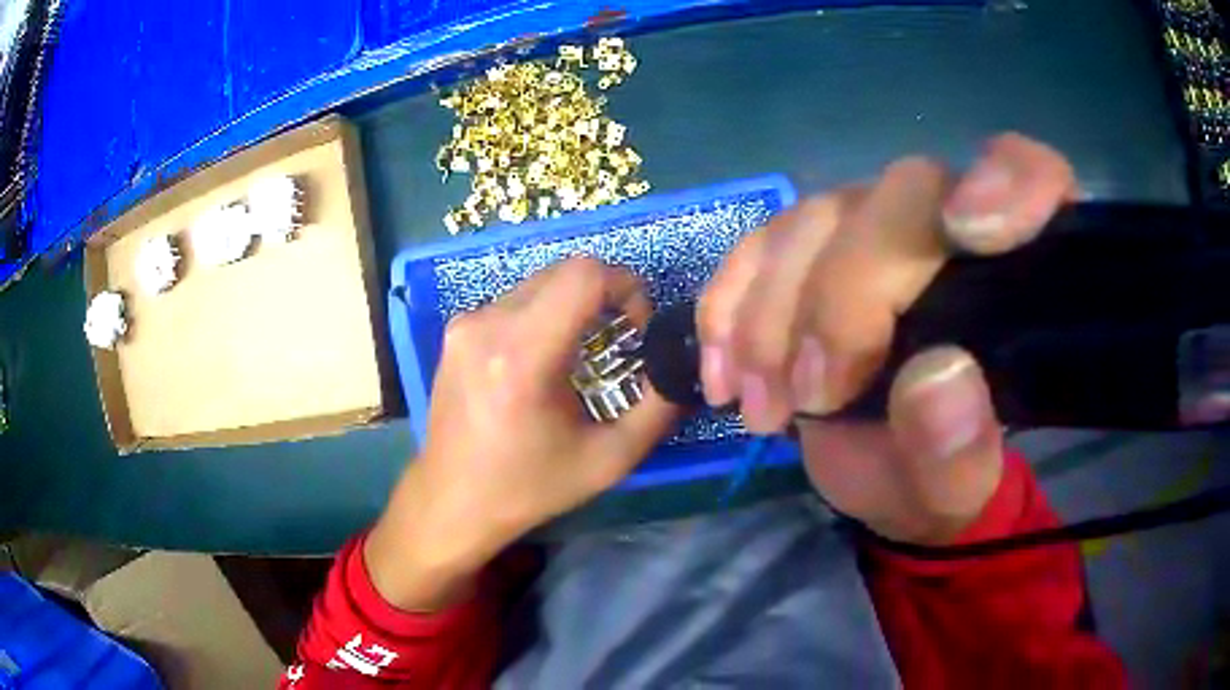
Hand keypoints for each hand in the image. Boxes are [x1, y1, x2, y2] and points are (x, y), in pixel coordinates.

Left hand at [367, 257, 677, 609]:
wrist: (452, 500)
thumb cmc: (529, 487)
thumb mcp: (609, 459)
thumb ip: (657, 409)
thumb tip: (680, 367)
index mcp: (523, 356)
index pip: (585, 275)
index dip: (625, 286)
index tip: (636, 327)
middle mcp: (488, 324)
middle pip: (564, 271)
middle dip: (604, 295)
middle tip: (618, 340)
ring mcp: (466, 323)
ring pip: (540, 282)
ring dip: (573, 304)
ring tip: (581, 354)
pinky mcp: (456, 329)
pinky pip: (515, 300)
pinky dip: (544, 314)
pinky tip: (544, 359)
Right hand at [698, 133, 1077, 543]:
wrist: (884, 475)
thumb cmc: (940, 477)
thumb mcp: (955, 491)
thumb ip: (959, 452)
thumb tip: (936, 381)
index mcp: (1016, 273)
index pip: (1032, 177)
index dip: (1009, 182)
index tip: (970, 232)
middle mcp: (947, 225)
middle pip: (901, 197)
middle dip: (846, 294)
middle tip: (815, 396)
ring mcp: (871, 228)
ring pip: (815, 220)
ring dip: (773, 317)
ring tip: (764, 409)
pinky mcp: (808, 251)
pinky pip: (758, 248)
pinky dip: (729, 308)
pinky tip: (724, 376)